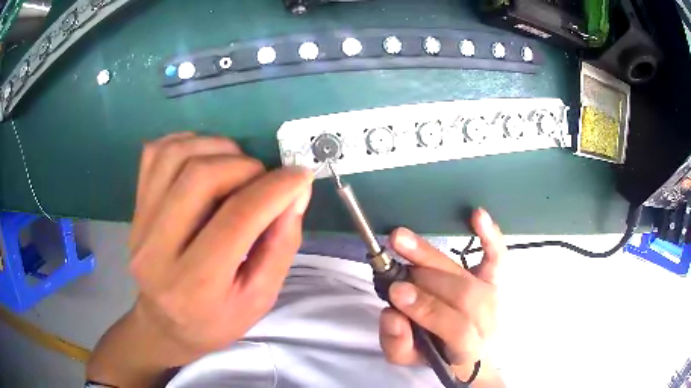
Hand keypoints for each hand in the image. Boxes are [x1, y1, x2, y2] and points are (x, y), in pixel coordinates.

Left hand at [88, 133, 313, 385]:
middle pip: (200, 177)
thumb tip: (296, 192)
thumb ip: (281, 245)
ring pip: (175, 156)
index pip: (236, 219)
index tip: (300, 176)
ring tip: (236, 165)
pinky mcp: (134, 209)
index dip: (275, 189)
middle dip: (244, 166)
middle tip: (263, 178)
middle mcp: (157, 250)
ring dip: (216, 148)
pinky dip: (185, 142)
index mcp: (195, 284)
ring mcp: (139, 225)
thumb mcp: (259, 298)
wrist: (166, 324)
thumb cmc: (217, 320)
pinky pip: (154, 154)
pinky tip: (204, 156)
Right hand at [379, 209, 505, 384]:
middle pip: (464, 296)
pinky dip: (490, 235)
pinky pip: (497, 256)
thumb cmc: (436, 353)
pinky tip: (477, 215)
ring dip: (433, 257)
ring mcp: (492, 297)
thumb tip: (391, 314)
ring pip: (469, 276)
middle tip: (394, 263)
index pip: (456, 328)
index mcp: (467, 347)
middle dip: (426, 278)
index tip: (397, 292)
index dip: (428, 309)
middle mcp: (486, 321)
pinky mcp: (494, 279)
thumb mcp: (408, 359)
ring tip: (403, 240)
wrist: (466, 350)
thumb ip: (396, 343)